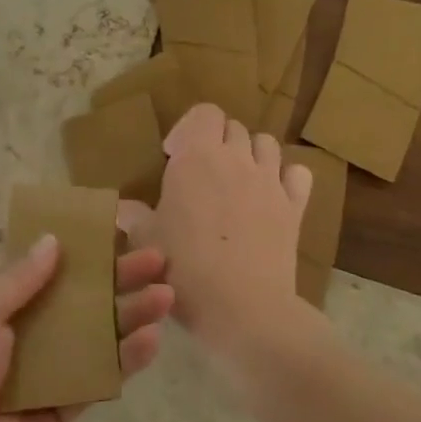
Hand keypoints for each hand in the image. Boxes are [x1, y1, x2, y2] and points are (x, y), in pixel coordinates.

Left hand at [0, 236, 174, 421]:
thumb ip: (19, 279)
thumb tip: (53, 240)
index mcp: (2, 302)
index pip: (47, 266)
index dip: (79, 248)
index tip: (116, 230)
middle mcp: (30, 328)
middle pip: (82, 296)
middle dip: (118, 278)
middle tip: (157, 260)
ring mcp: (52, 367)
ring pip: (99, 333)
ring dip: (131, 314)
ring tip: (166, 296)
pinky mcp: (68, 404)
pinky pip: (101, 376)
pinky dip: (127, 359)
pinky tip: (152, 339)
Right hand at [118, 103, 311, 355]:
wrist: (243, 309)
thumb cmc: (185, 268)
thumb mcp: (146, 240)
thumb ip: (133, 216)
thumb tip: (122, 207)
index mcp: (196, 157)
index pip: (204, 112)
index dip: (189, 128)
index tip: (173, 156)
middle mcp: (236, 158)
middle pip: (232, 127)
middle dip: (216, 141)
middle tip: (201, 173)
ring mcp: (270, 181)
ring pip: (266, 143)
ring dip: (250, 153)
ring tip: (235, 180)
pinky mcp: (295, 207)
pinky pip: (298, 174)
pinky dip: (285, 177)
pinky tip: (271, 195)